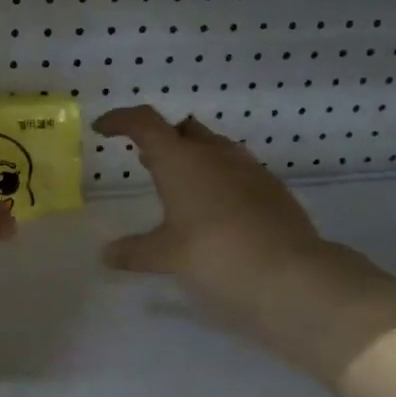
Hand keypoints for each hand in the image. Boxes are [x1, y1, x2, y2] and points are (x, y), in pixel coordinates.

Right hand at [93, 107, 395, 389]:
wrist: (293, 276)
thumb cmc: (215, 256)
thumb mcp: (165, 257)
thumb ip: (133, 252)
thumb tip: (106, 255)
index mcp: (180, 160)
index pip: (143, 122)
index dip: (120, 120)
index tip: (103, 129)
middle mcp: (214, 153)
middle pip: (182, 130)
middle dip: (161, 139)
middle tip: (144, 160)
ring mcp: (248, 168)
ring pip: (213, 148)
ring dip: (192, 158)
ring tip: (178, 185)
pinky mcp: (272, 189)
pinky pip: (237, 171)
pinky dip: (218, 179)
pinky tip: (215, 210)